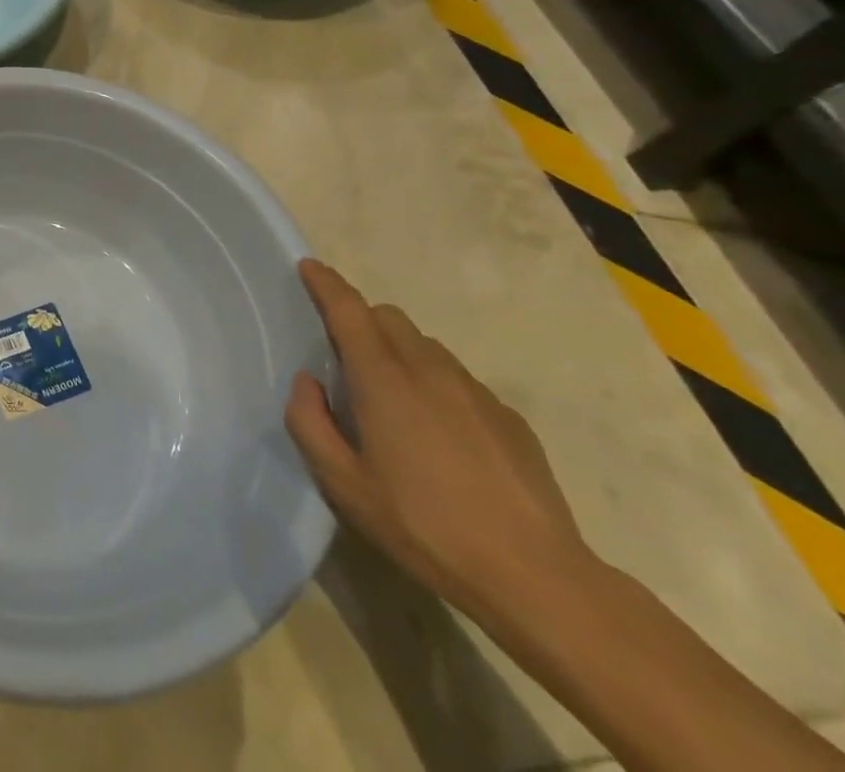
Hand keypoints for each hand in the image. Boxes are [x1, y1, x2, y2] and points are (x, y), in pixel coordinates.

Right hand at [284, 259, 593, 624]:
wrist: (536, 578)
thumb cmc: (424, 527)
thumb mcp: (343, 485)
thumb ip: (309, 423)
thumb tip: (308, 382)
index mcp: (383, 379)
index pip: (349, 310)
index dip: (326, 284)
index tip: (309, 267)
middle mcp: (428, 370)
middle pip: (389, 317)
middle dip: (362, 320)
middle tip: (346, 357)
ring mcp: (475, 391)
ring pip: (425, 345)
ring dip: (399, 351)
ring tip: (394, 400)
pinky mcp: (509, 417)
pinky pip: (459, 379)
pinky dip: (436, 384)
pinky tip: (441, 436)